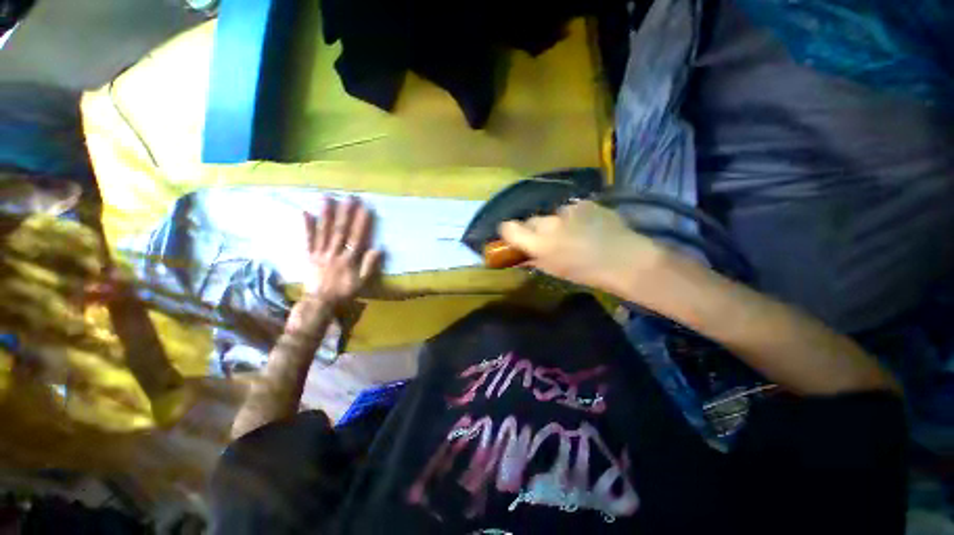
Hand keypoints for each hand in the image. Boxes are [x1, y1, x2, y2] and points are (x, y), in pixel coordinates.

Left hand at [302, 196, 381, 306]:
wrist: (320, 302)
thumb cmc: (344, 292)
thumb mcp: (362, 282)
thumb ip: (369, 265)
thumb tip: (378, 249)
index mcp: (349, 260)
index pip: (357, 238)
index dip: (362, 223)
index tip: (366, 209)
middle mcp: (334, 253)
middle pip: (340, 231)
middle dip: (345, 213)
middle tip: (349, 197)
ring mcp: (320, 253)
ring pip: (324, 232)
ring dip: (326, 214)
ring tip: (327, 198)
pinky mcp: (309, 255)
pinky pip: (307, 240)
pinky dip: (306, 227)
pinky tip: (305, 213)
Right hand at [498, 200, 662, 291]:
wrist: (624, 260)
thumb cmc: (586, 273)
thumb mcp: (554, 271)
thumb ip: (534, 260)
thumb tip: (522, 255)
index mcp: (538, 243)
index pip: (508, 228)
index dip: (508, 232)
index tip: (513, 237)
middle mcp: (548, 223)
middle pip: (530, 220)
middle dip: (534, 229)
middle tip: (547, 240)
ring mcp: (567, 211)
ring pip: (552, 215)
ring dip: (557, 223)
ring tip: (573, 233)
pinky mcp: (584, 204)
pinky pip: (571, 209)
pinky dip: (575, 217)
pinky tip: (588, 226)